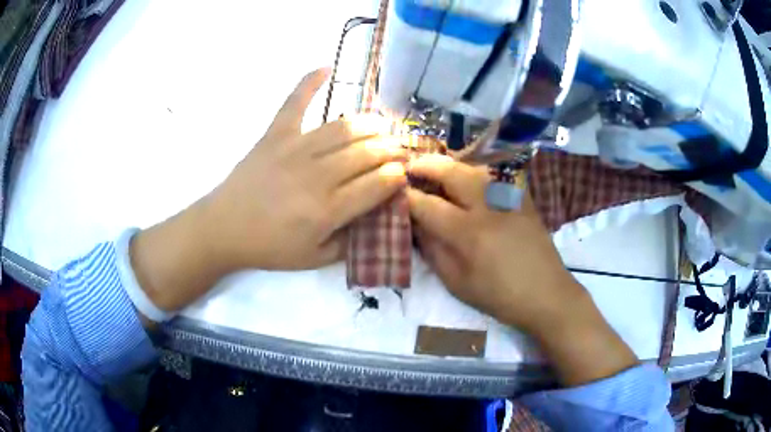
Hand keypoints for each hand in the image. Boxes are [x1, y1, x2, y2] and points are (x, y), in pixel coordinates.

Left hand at [204, 68, 406, 270]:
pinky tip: (327, 67)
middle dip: (392, 149)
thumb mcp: (314, 258)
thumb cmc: (269, 247)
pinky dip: (309, 82)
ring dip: (370, 124)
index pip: (377, 184)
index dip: (397, 176)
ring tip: (382, 126)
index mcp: (327, 210)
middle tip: (400, 150)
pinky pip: (295, 102)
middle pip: (366, 153)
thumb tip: (376, 218)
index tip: (404, 173)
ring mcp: (294, 149)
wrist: (223, 228)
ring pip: (343, 128)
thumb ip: (350, 242)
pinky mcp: (275, 134)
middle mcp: (316, 175)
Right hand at [406, 155, 579, 331]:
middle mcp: (488, 206)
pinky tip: (467, 177)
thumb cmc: (498, 295)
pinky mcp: (522, 196)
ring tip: (436, 170)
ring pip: (473, 165)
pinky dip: (474, 170)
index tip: (393, 191)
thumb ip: (433, 250)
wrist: (546, 293)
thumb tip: (415, 223)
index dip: (407, 196)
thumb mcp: (457, 282)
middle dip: (425, 165)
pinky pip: (494, 173)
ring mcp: (508, 197)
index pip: (428, 205)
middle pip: (451, 172)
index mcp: (468, 233)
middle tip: (410, 167)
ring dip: (450, 163)